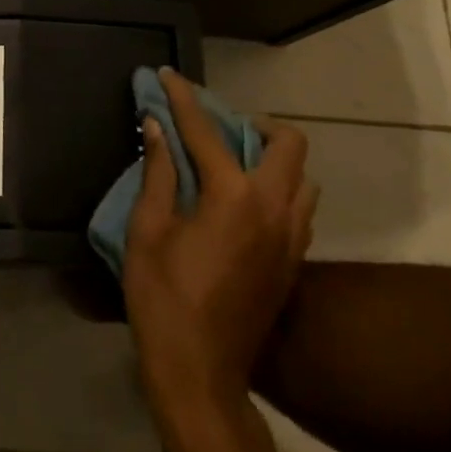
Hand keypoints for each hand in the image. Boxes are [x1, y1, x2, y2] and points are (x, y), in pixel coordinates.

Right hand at [123, 69, 317, 418]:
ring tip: (234, 166)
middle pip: (289, 144)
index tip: (167, 75)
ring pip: (303, 178)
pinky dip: (278, 191)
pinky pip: (300, 209)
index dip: (182, 98)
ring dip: (273, 160)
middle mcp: (273, 208)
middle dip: (255, 124)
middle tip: (219, 130)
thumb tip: (156, 128)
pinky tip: (243, 205)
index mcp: (232, 196)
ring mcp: (291, 238)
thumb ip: (158, 172)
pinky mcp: (294, 263)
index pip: (206, 130)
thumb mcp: (147, 230)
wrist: (201, 376)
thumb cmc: (163, 298)